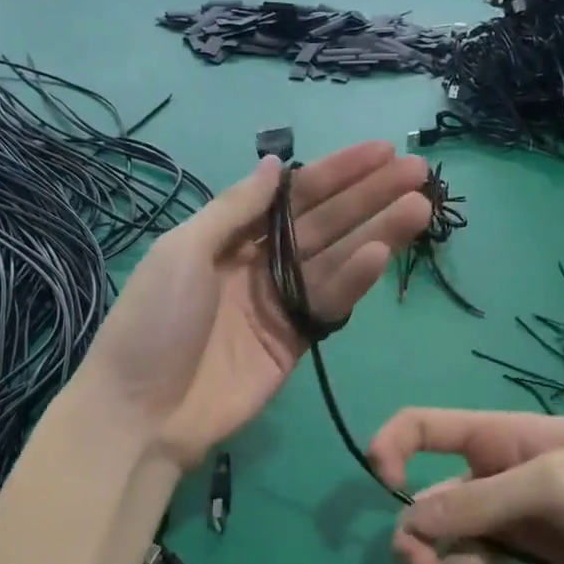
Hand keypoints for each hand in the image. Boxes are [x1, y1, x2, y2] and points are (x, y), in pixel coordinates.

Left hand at [82, 142, 431, 468]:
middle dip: (368, 197)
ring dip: (378, 232)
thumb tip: (274, 165)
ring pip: (337, 261)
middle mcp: (260, 265)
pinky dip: (356, 279)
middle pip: (323, 224)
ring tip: (420, 206)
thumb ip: (234, 208)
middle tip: (418, 172)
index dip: (336, 174)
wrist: (142, 412)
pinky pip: (330, 304)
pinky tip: (382, 253)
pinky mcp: (295, 343)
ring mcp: (280, 305)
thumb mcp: (183, 251)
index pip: (293, 197)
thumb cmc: (154, 322)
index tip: (380, 151)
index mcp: (229, 238)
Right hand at [369, 408, 563, 563]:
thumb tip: (411, 517)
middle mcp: (500, 480)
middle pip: (434, 505)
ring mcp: (523, 524)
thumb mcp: (552, 482)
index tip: (383, 484)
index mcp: (497, 440)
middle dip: (421, 538)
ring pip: (464, 549)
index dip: (392, 448)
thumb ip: (481, 501)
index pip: (424, 428)